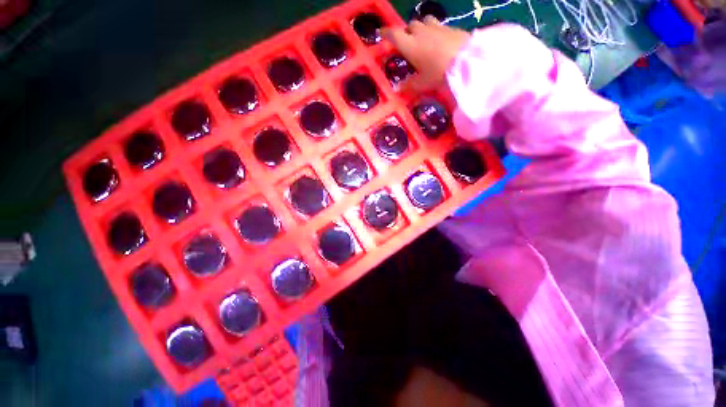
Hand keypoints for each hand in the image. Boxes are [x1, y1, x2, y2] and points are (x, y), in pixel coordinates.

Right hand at [381, 16, 470, 91]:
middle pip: (409, 26)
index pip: (394, 35)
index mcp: (410, 45)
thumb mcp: (422, 83)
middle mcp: (420, 32)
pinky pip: (438, 25)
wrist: (466, 60)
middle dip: (406, 32)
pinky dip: (434, 31)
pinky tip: (438, 41)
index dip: (386, 33)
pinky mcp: (450, 27)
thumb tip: (397, 89)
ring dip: (420, 28)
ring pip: (423, 21)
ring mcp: (436, 27)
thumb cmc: (438, 73)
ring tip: (422, 38)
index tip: (381, 33)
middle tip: (407, 43)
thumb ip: (409, 85)